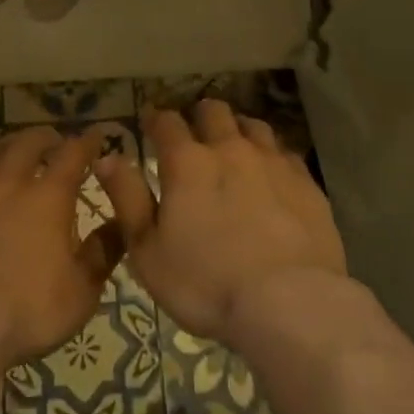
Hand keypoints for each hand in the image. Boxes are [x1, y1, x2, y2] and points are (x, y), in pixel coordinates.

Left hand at [0, 126, 123, 365]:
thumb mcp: (80, 293)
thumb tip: (122, 223)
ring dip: (8, 147)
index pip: (73, 153)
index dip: (87, 141)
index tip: (96, 135)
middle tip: (53, 142)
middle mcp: (9, 180)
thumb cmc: (24, 313)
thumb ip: (103, 253)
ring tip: (13, 154)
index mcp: (48, 196)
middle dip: (45, 137)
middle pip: (28, 142)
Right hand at [97, 100, 348, 346]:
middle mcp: (230, 149)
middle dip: (198, 116)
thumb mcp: (148, 250)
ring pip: (252, 125)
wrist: (289, 302)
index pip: (166, 122)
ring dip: (237, 129)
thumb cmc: (206, 283)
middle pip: (213, 111)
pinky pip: (285, 152)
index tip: (149, 122)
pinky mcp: (306, 182)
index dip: (155, 119)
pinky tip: (271, 173)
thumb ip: (127, 198)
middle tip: (193, 133)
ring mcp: (273, 162)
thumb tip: (107, 158)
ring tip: (233, 145)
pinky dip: (271, 155)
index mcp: (187, 162)